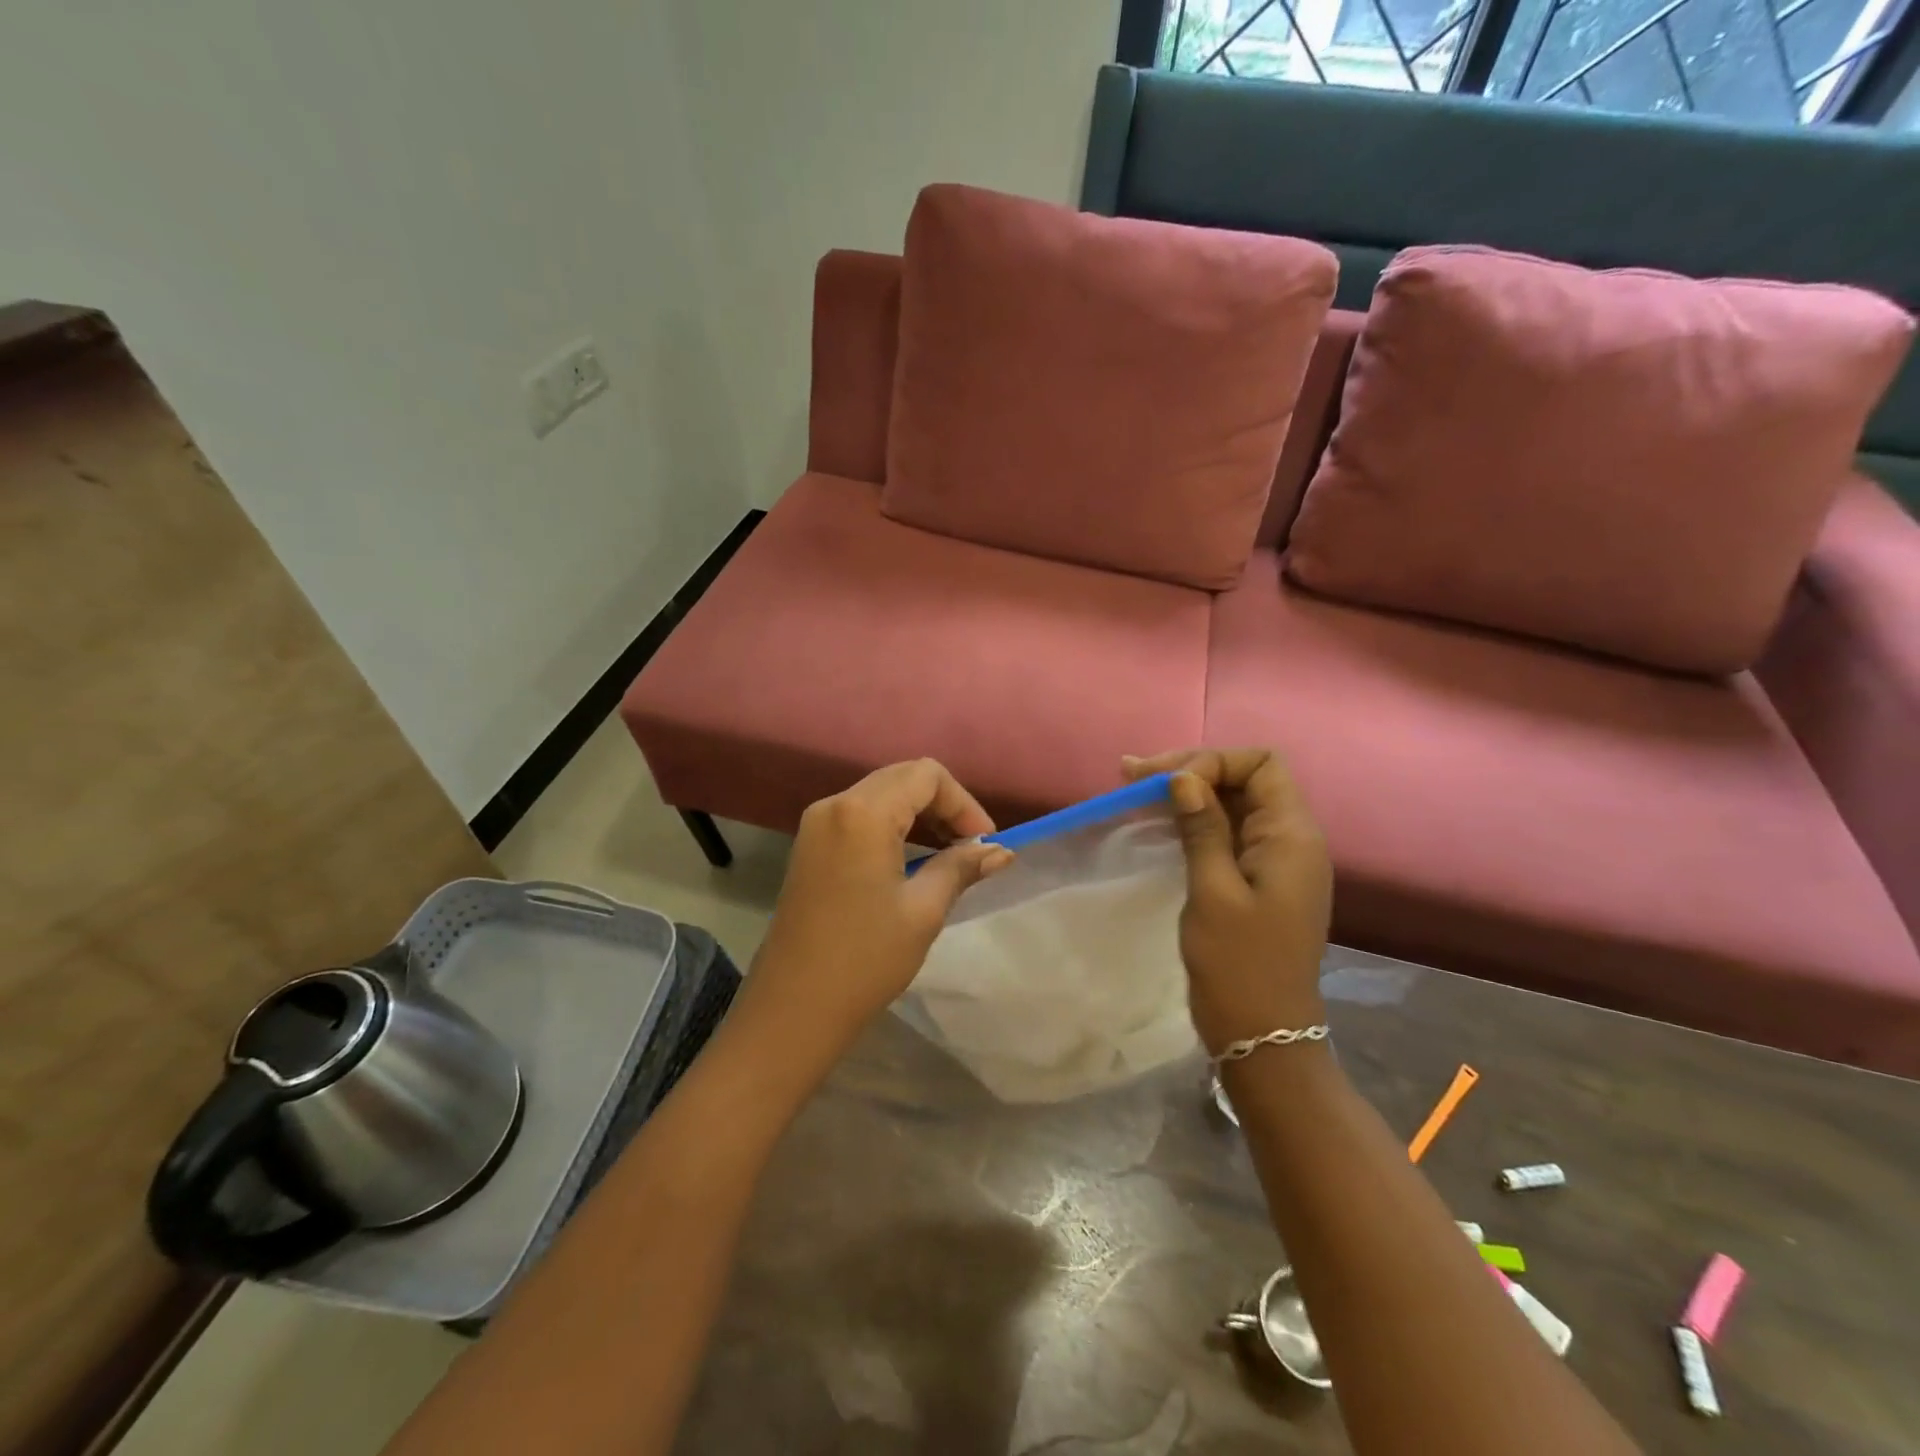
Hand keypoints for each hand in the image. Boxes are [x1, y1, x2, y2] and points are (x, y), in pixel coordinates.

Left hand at [741, 759, 1013, 1059]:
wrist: (793, 1008)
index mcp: (862, 813)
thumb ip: (961, 867)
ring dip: (919, 814)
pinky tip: (912, 860)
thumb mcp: (923, 911)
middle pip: (902, 778)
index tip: (984, 842)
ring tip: (948, 855)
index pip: (926, 775)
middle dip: (943, 805)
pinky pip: (860, 815)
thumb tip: (1000, 851)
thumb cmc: (865, 959)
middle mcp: (834, 804)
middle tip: (970, 847)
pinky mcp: (810, 845)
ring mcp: (816, 824)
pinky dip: (893, 826)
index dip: (963, 803)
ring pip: (881, 794)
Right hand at [1124, 748, 1332, 1052]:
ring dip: (1187, 793)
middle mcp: (1291, 839)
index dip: (1213, 761)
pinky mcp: (1259, 879)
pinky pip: (1228, 832)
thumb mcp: (1213, 891)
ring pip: (1233, 804)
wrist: (1262, 1033)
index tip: (1167, 783)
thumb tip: (1184, 777)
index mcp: (1292, 836)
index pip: (1261, 764)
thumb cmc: (1238, 964)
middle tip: (1132, 776)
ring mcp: (1276, 860)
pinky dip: (1194, 820)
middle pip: (1245, 779)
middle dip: (1191, 770)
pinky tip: (1158, 820)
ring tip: (1134, 790)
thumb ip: (1202, 828)